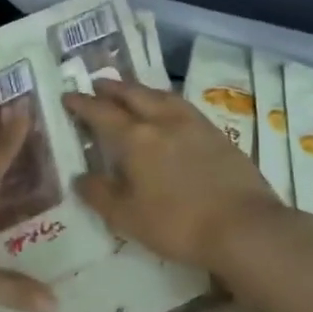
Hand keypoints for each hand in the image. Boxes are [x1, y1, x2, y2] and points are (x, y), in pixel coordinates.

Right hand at [63, 81, 286, 271]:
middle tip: (97, 85)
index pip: (102, 113)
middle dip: (112, 88)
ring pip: (161, 95)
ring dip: (141, 90)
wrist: (244, 227)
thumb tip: (80, 177)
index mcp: (135, 138)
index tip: (68, 96)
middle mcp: (163, 121)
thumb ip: (100, 194)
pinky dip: (166, 101)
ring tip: (132, 91)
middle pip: (133, 94)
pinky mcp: (217, 134)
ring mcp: (194, 124)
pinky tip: (169, 111)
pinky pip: (182, 106)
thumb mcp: (127, 217)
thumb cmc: (177, 223)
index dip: (82, 103)